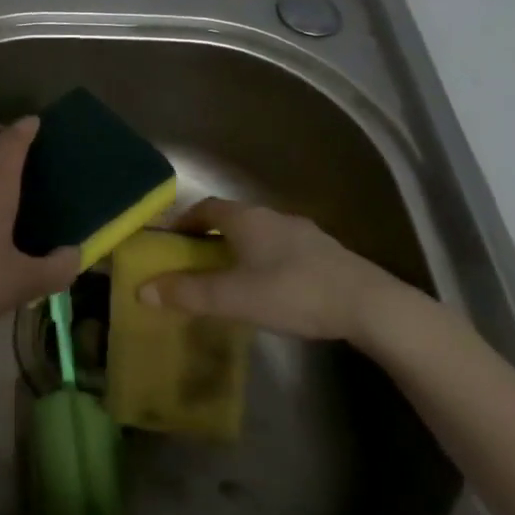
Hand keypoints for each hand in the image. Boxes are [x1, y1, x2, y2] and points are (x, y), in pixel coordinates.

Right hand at [141, 197, 404, 342]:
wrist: (372, 306)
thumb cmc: (292, 293)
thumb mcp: (232, 298)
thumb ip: (187, 293)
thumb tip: (142, 289)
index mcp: (246, 219)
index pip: (205, 207)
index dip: (184, 221)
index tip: (171, 240)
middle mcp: (273, 217)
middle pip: (233, 219)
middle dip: (211, 237)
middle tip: (197, 262)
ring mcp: (305, 234)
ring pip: (261, 234)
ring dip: (243, 249)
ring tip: (234, 277)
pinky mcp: (329, 254)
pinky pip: (286, 250)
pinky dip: (270, 261)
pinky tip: (274, 288)